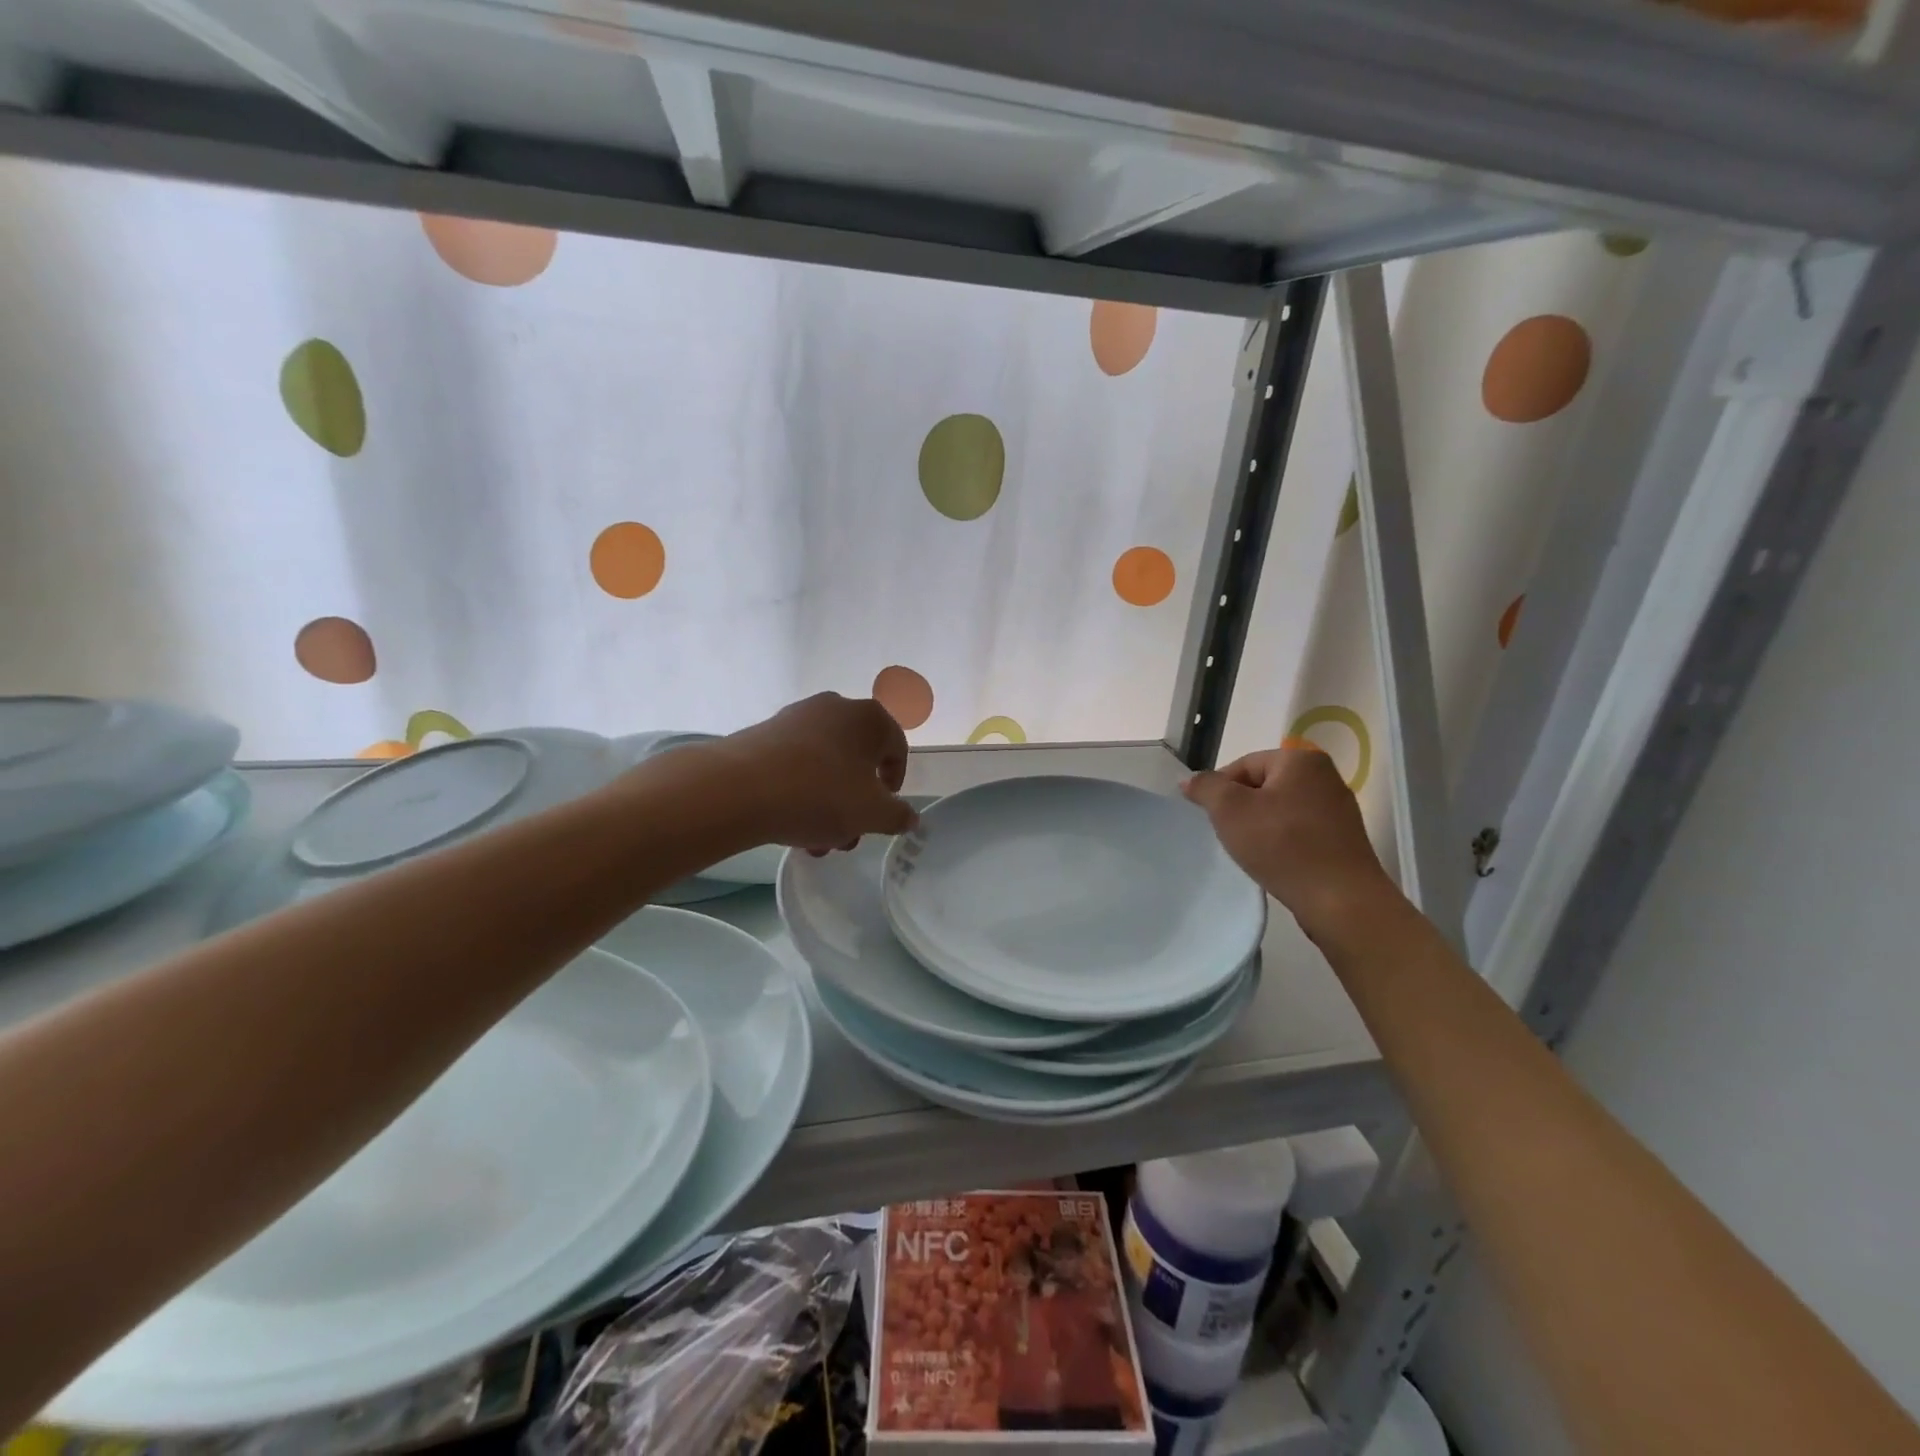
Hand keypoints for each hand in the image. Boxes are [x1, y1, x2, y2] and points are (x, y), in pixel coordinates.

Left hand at [717, 693, 915, 851]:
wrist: (739, 788)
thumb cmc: (820, 795)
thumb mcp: (871, 814)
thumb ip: (898, 816)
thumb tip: (910, 817)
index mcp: (870, 718)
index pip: (896, 750)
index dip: (894, 786)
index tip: (881, 814)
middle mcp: (836, 707)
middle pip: (857, 760)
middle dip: (855, 803)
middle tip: (846, 836)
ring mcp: (797, 717)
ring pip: (825, 766)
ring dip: (827, 803)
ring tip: (814, 841)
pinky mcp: (765, 732)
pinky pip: (795, 764)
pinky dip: (799, 791)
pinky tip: (789, 823)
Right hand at [1183, 742, 1401, 941]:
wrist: (1340, 900)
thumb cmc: (1282, 845)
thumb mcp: (1230, 810)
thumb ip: (1206, 787)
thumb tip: (1189, 779)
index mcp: (1301, 760)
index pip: (1243, 765)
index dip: (1219, 790)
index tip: (1209, 818)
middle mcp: (1325, 776)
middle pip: (1263, 786)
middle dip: (1240, 809)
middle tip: (1227, 835)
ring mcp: (1338, 809)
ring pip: (1280, 810)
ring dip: (1259, 827)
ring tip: (1249, 852)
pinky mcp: (1343, 839)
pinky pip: (1299, 832)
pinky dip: (1281, 842)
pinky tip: (1274, 862)